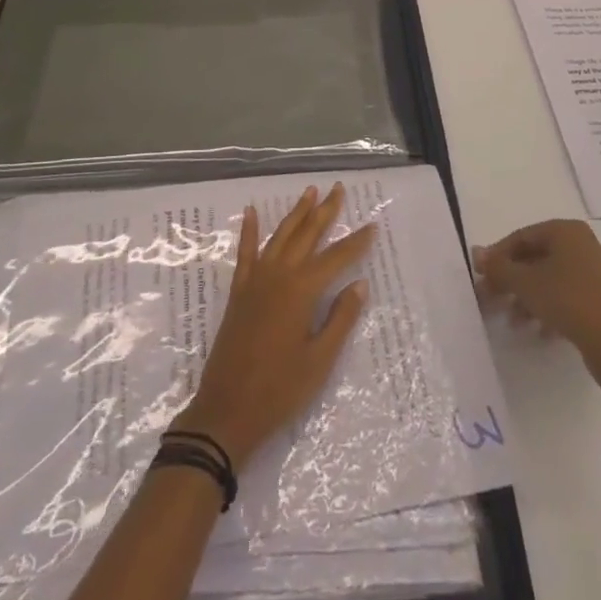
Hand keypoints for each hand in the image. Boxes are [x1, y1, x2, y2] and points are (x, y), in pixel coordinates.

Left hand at [174, 184, 375, 468]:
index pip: (336, 259)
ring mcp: (255, 280)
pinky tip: (252, 212)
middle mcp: (278, 275)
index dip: (356, 243)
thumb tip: (359, 284)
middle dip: (324, 211)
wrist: (227, 411)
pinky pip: (246, 252)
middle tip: (339, 189)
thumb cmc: (279, 390)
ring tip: (309, 191)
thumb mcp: (319, 361)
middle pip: (306, 235)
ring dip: (296, 213)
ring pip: (280, 236)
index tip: (373, 225)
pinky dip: (250, 230)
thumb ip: (340, 319)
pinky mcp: (239, 291)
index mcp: (301, 291)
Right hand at [472, 219, 600, 351]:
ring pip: (551, 280)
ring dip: (527, 298)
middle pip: (536, 258)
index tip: (481, 276)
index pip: (522, 237)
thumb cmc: (568, 300)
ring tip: (513, 322)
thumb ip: (499, 267)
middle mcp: (583, 246)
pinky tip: (539, 332)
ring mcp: (597, 274)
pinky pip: (568, 298)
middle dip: (512, 280)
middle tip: (492, 299)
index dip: (498, 256)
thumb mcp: (525, 282)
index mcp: (566, 231)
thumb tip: (475, 252)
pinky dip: (549, 310)